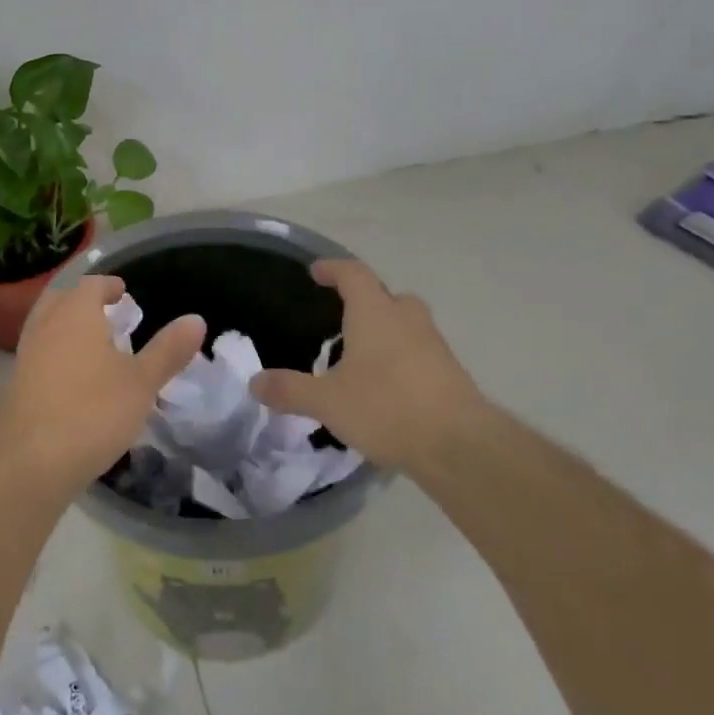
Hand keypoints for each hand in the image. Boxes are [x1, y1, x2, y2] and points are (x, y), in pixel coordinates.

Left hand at [0, 276, 205, 499]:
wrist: (27, 462)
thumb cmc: (92, 411)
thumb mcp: (142, 383)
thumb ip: (168, 350)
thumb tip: (196, 319)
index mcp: (76, 313)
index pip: (91, 285)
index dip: (108, 286)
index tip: (122, 292)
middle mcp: (46, 326)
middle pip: (61, 300)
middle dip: (82, 302)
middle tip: (105, 315)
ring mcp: (25, 356)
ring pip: (45, 328)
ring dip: (66, 329)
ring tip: (92, 348)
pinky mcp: (15, 386)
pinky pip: (38, 357)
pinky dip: (55, 357)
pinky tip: (73, 382)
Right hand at [250, 259, 489, 478]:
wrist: (459, 445)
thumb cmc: (386, 407)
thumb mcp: (326, 402)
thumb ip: (289, 390)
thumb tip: (254, 382)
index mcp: (375, 312)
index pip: (353, 274)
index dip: (333, 269)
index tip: (316, 271)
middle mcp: (407, 319)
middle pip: (386, 295)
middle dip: (365, 301)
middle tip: (342, 318)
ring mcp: (434, 344)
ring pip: (406, 324)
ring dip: (385, 331)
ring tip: (360, 356)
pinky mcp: (450, 373)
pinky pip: (419, 352)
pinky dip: (401, 358)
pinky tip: (386, 387)